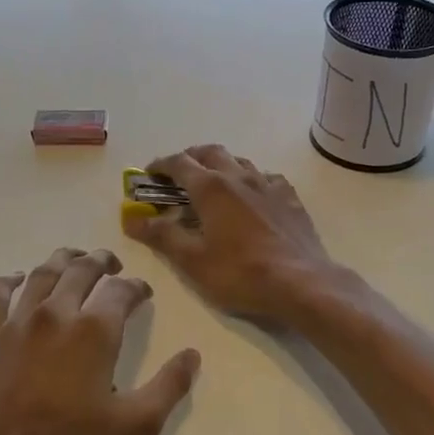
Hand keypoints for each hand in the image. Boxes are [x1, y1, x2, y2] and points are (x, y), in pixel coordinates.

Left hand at [0, 247, 198, 434]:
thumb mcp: (137, 428)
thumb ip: (169, 386)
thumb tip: (192, 354)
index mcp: (94, 331)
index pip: (121, 290)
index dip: (137, 287)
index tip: (143, 294)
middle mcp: (54, 314)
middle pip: (80, 270)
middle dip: (101, 262)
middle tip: (112, 264)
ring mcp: (14, 324)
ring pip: (40, 274)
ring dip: (62, 261)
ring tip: (74, 260)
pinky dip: (10, 280)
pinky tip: (18, 280)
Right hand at [123, 145, 344, 324]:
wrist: (301, 282)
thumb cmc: (240, 273)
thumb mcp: (193, 260)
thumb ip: (162, 235)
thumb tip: (132, 218)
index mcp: (211, 187)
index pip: (179, 163)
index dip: (160, 165)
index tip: (148, 174)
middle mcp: (239, 176)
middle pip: (210, 152)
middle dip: (190, 157)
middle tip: (177, 174)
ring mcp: (269, 185)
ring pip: (239, 162)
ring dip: (221, 165)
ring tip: (212, 184)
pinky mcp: (290, 198)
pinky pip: (266, 178)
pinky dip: (250, 180)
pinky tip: (252, 197)